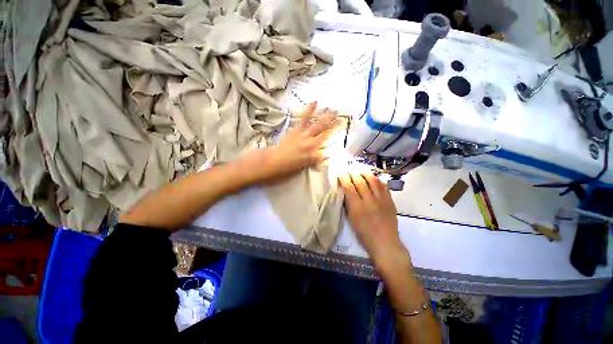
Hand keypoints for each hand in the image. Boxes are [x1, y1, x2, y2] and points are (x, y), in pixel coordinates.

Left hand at [237, 103, 342, 183]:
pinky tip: (315, 102)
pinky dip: (310, 110)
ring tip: (334, 110)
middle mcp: (312, 144)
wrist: (275, 161)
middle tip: (343, 118)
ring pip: (319, 125)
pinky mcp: (297, 130)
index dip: (334, 141)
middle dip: (335, 126)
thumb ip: (316, 160)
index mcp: (314, 155)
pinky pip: (305, 119)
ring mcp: (305, 136)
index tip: (340, 135)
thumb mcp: (304, 166)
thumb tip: (326, 155)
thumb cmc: (289, 166)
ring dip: (327, 117)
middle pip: (326, 133)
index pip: (328, 146)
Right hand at [338, 172, 411, 276]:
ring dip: (365, 174)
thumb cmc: (364, 235)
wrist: (386, 244)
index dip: (344, 179)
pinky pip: (383, 186)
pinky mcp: (390, 201)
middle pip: (360, 181)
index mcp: (357, 207)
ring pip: (373, 181)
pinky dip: (377, 180)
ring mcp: (381, 200)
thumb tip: (346, 191)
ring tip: (360, 170)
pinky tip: (373, 178)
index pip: (349, 187)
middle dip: (353, 174)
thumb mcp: (352, 220)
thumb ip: (349, 204)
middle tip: (349, 170)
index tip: (341, 174)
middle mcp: (369, 201)